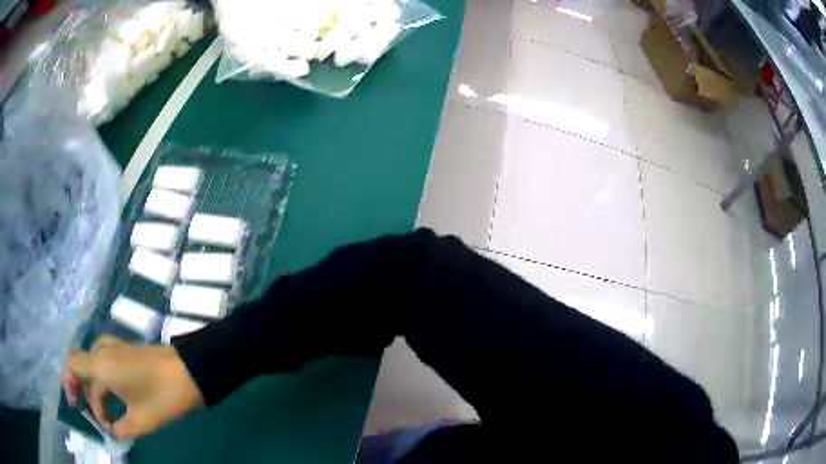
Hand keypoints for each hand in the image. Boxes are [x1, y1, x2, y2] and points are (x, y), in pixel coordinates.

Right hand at [63, 335, 203, 439]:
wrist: (191, 372)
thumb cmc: (163, 396)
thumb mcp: (141, 421)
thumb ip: (121, 428)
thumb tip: (112, 431)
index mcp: (101, 364)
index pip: (73, 364)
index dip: (68, 381)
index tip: (75, 404)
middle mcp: (104, 351)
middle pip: (84, 368)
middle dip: (87, 394)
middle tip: (99, 419)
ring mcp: (117, 348)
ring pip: (95, 365)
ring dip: (96, 387)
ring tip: (106, 413)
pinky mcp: (129, 351)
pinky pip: (107, 361)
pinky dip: (105, 378)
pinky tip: (115, 397)